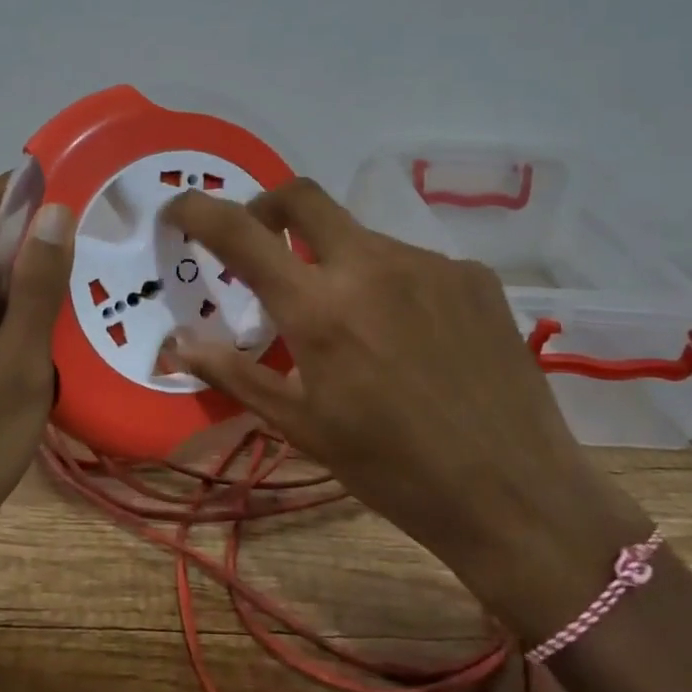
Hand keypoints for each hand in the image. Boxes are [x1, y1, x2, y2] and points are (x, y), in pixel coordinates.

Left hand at [0, 175, 73, 559]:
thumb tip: (55, 212)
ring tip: (71, 293)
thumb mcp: (24, 365)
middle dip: (27, 241)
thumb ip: (39, 286)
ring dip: (17, 280)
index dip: (18, 186)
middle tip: (86, 247)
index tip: (67, 181)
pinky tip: (36, 335)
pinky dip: (0, 309)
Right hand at [163, 178, 651, 641]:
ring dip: (336, 260)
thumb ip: (234, 373)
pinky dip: (389, 283)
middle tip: (263, 247)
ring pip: (360, 235)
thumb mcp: (302, 426)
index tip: (179, 208)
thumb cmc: (392, 470)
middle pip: (302, 195)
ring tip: (352, 322)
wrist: (515, 496)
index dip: (199, 210)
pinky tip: (409, 335)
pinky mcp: (473, 275)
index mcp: (319, 307)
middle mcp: (372, 265)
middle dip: (269, 208)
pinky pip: (411, 261)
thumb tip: (176, 343)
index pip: (240, 233)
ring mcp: (429, 263)